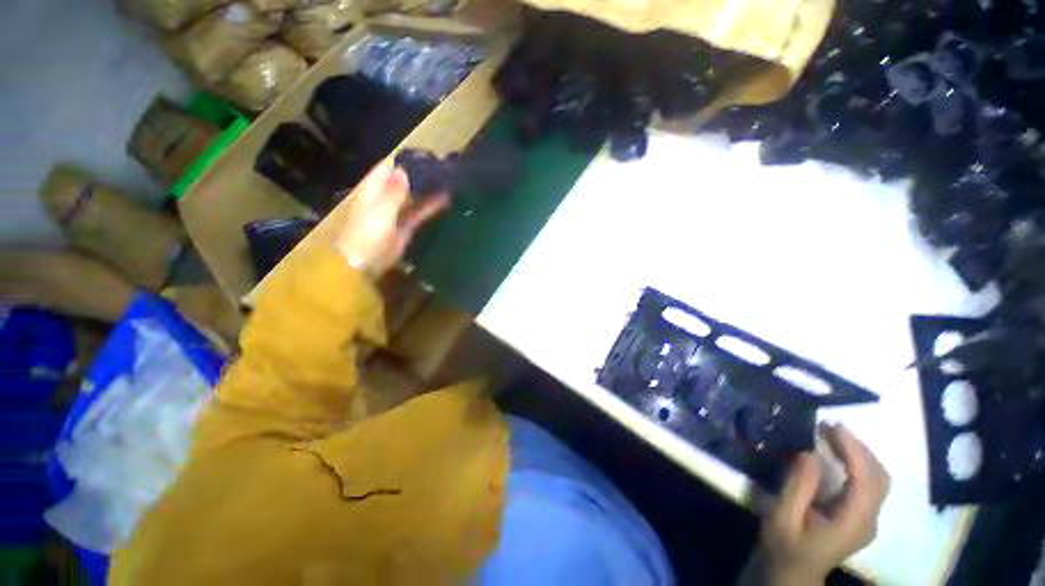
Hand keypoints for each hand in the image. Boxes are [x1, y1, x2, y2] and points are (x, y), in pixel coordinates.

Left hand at [334, 158, 448, 278]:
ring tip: (449, 181)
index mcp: (374, 189)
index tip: (427, 156)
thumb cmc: (367, 236)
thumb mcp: (380, 212)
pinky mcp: (406, 226)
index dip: (407, 161)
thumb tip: (403, 170)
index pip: (390, 168)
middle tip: (445, 168)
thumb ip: (393, 193)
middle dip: (422, 175)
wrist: (364, 263)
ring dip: (429, 190)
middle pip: (405, 181)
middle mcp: (386, 197)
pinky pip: (420, 213)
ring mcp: (397, 212)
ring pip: (415, 196)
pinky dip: (431, 207)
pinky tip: (446, 200)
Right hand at [759, 423, 890, 584]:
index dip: (854, 451)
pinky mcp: (862, 515)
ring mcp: (869, 519)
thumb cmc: (785, 544)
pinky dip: (858, 462)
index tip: (832, 426)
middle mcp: (869, 520)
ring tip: (833, 434)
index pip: (866, 481)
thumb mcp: (782, 517)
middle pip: (880, 477)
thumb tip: (810, 453)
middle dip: (859, 447)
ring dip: (860, 453)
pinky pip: (869, 482)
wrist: (794, 571)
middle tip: (830, 426)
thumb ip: (798, 486)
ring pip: (879, 478)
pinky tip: (839, 453)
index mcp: (853, 523)